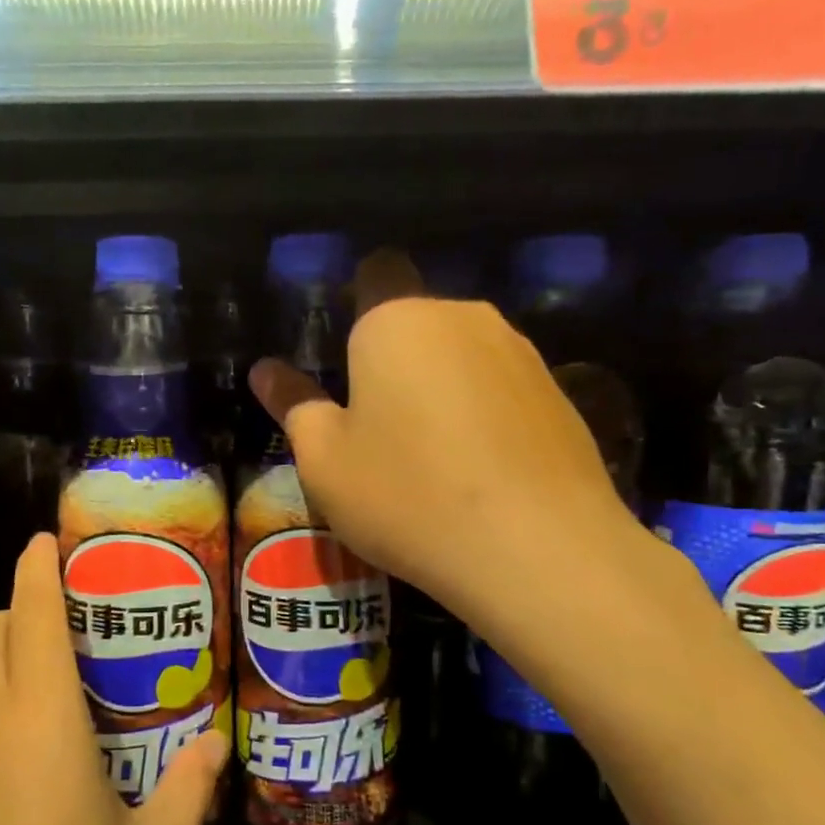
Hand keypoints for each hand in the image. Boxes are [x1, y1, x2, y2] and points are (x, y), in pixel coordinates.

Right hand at [248, 250, 657, 654]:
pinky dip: (481, 413)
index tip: (343, 356)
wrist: (539, 551)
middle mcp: (461, 317)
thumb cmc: (407, 495)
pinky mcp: (560, 393)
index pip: (374, 273)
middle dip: (393, 357)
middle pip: (417, 320)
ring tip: (427, 454)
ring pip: (460, 354)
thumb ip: (294, 405)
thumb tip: (265, 370)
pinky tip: (477, 470)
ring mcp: (519, 352)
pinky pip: (500, 387)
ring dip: (438, 385)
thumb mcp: (325, 460)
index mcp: (395, 320)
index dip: (354, 302)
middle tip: (372, 424)